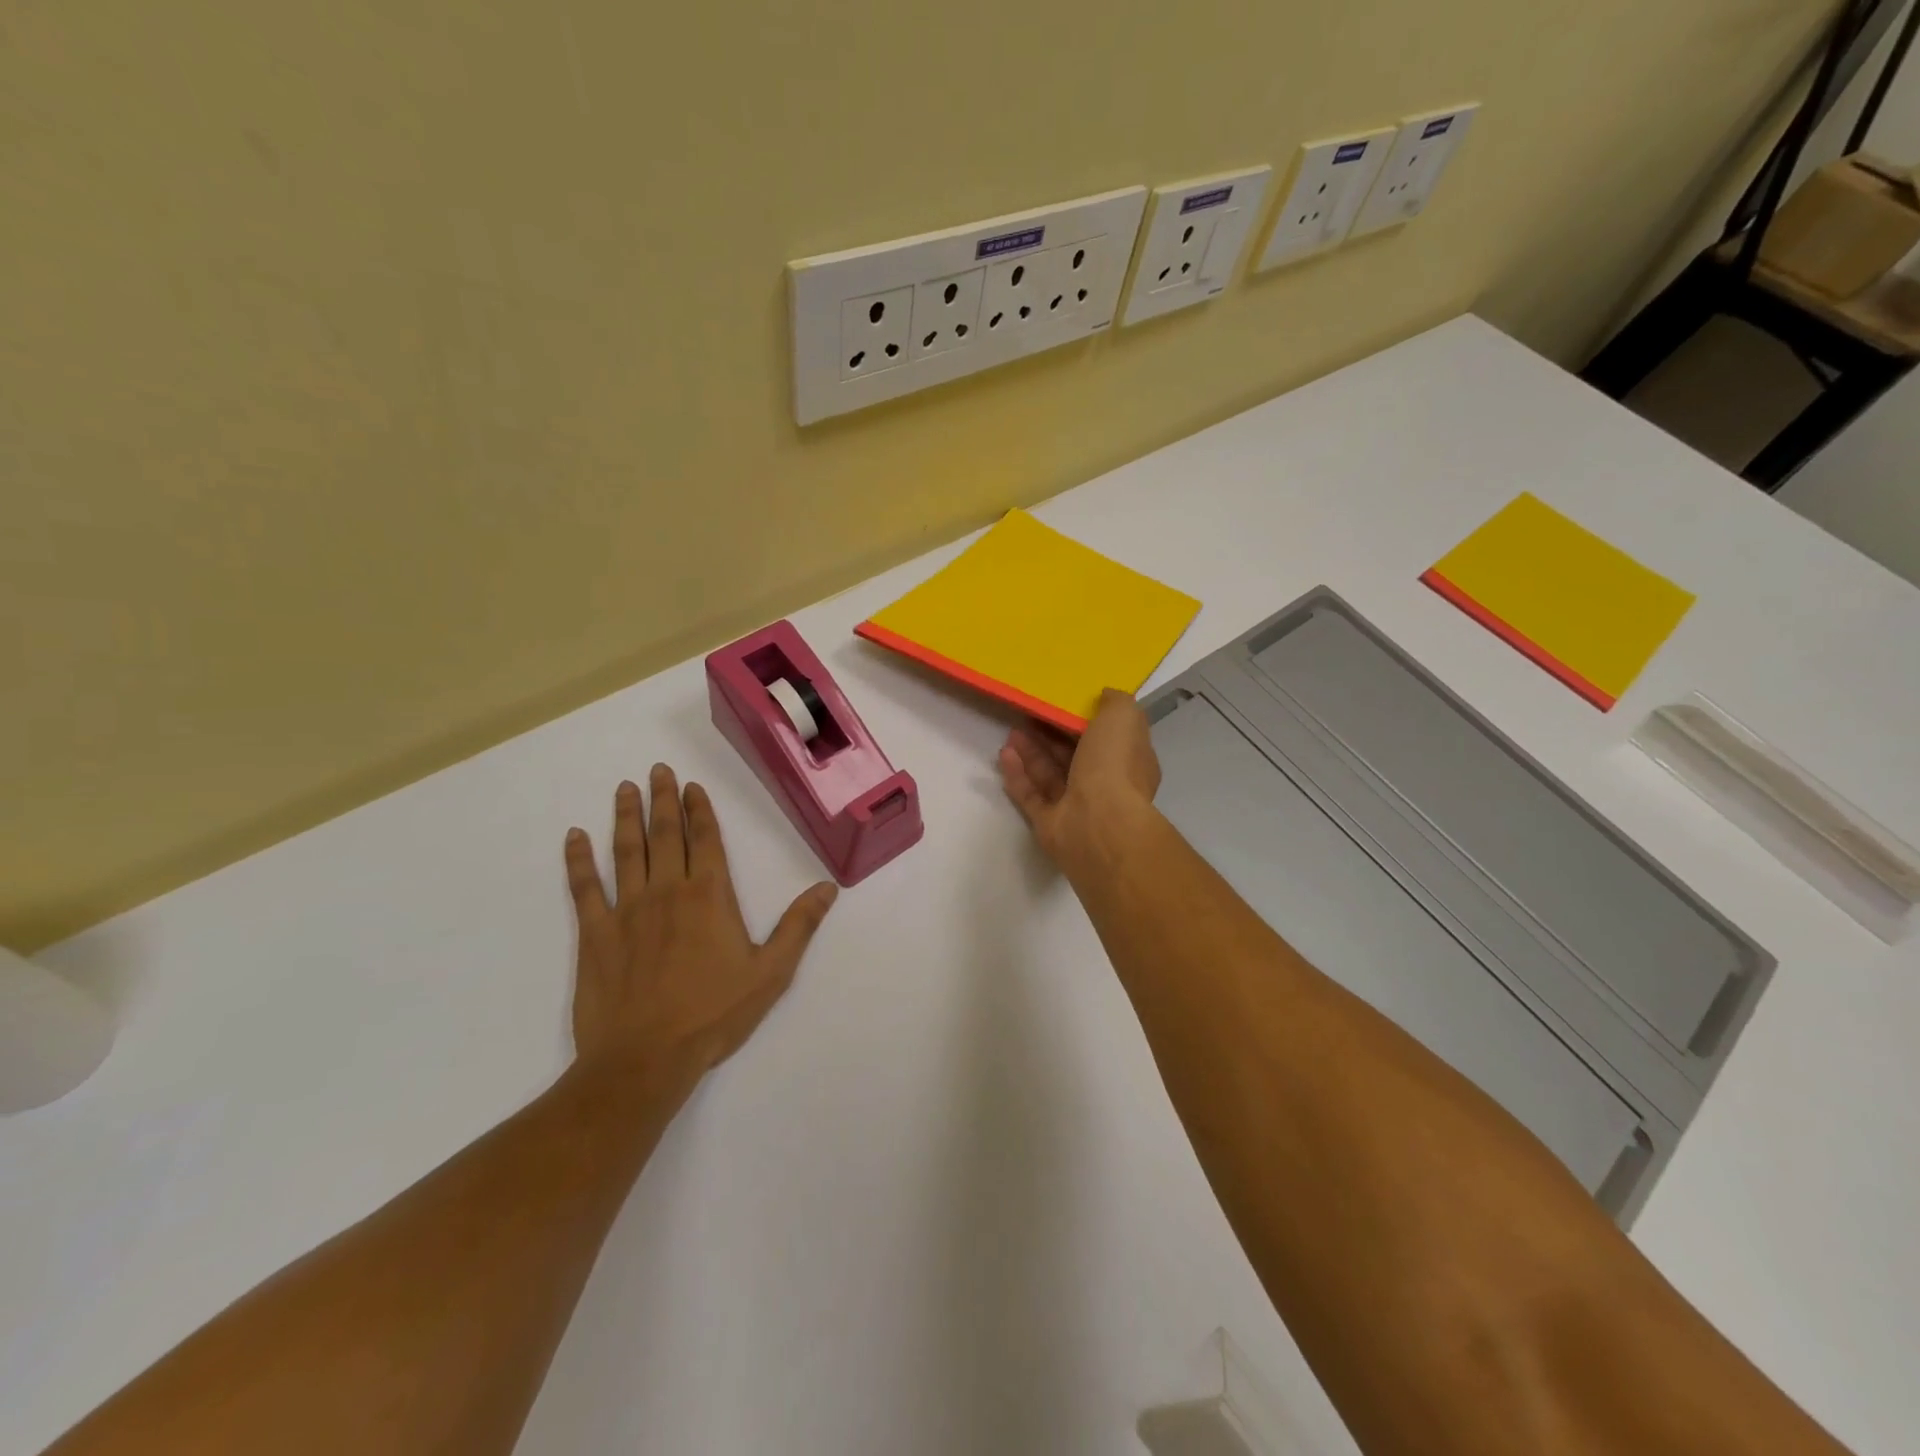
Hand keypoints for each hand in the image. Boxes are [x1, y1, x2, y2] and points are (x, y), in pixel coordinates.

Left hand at [563, 765, 836, 1088]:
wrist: (645, 1059)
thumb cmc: (714, 1015)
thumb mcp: (771, 973)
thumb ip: (799, 926)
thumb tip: (828, 888)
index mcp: (710, 897)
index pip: (705, 840)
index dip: (699, 810)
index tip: (691, 785)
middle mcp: (668, 891)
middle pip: (665, 835)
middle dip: (662, 799)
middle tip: (656, 769)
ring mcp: (626, 910)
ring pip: (626, 851)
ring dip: (625, 817)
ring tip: (624, 788)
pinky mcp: (595, 934)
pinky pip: (584, 888)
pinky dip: (578, 861)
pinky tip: (574, 838)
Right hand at [997, 689, 1161, 874]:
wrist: (1099, 824)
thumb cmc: (1114, 766)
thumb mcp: (1123, 718)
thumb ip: (1115, 702)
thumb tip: (1104, 696)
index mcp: (1129, 762)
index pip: (1109, 737)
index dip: (1086, 719)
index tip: (1064, 701)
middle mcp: (1105, 785)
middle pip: (1075, 755)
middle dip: (1052, 735)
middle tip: (1030, 714)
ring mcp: (1076, 807)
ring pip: (1050, 775)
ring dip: (1032, 752)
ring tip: (1012, 731)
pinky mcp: (1050, 824)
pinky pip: (1031, 795)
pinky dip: (1018, 775)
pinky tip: (1004, 755)